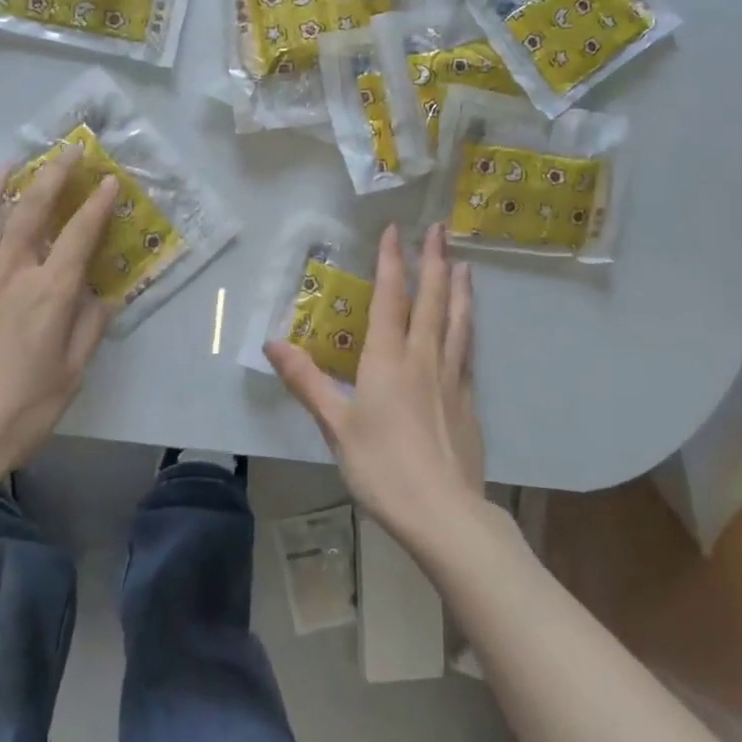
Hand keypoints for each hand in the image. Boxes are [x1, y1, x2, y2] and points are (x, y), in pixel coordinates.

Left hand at [0, 151, 117, 496]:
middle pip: (32, 209)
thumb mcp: (70, 376)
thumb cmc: (18, 413)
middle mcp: (11, 272)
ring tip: (6, 165)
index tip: (109, 181)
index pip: (80, 234)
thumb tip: (103, 297)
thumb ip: (89, 330)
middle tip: (67, 152)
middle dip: (54, 175)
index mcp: (50, 293)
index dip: (98, 204)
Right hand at [267, 224, 485, 555]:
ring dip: (459, 288)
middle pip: (432, 300)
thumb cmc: (381, 467)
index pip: (391, 298)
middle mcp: (423, 358)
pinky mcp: (468, 400)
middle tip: (440, 228)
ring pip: (457, 321)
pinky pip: (467, 349)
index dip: (391, 262)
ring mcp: (451, 378)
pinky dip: (467, 325)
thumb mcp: (335, 425)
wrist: (443, 512)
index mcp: (388, 359)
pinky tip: (468, 325)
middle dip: (434, 261)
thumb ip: (306, 380)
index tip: (394, 230)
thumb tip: (272, 342)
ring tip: (463, 264)